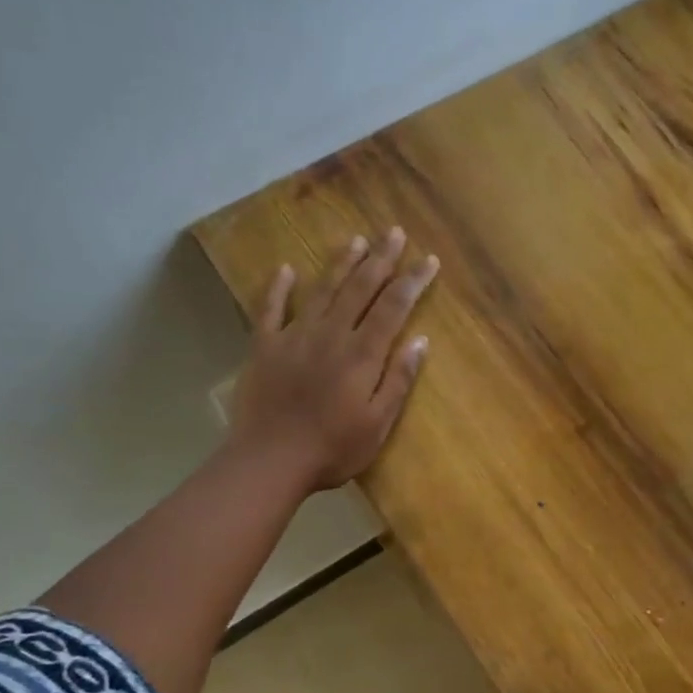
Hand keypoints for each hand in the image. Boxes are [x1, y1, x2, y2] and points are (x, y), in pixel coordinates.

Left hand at [229, 227, 437, 491]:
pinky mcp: (264, 347)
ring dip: (341, 264)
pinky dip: (279, 287)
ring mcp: (294, 337)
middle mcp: (330, 335)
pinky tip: (286, 269)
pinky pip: (270, 309)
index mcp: (362, 355)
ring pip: (322, 290)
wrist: (270, 460)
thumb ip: (398, 380)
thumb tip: (420, 341)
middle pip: (360, 288)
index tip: (428, 260)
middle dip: (381, 259)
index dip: (413, 281)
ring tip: (356, 240)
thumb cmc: (333, 450)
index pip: (393, 307)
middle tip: (394, 232)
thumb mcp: (378, 424)